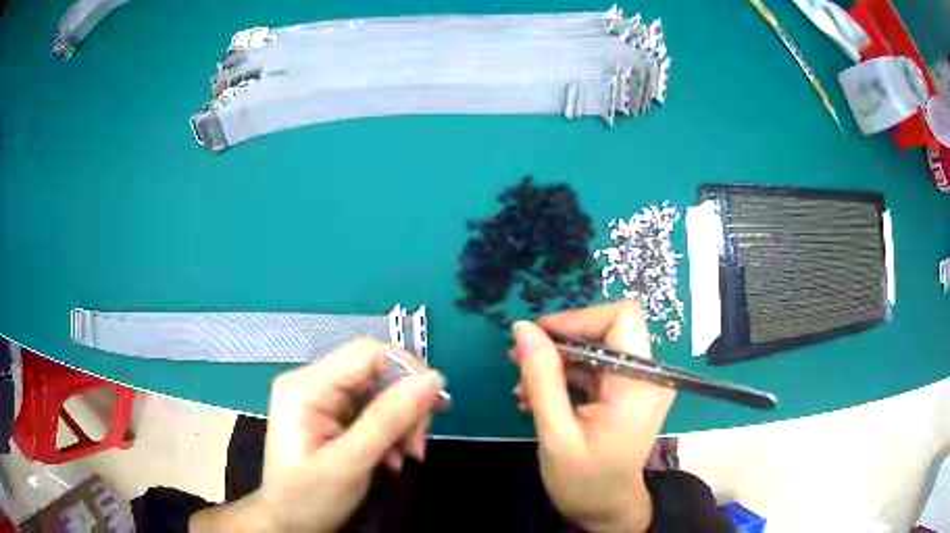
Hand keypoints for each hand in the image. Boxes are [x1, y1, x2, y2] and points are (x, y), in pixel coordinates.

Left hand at [191, 339, 444, 532]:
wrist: (289, 524)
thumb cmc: (309, 497)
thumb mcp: (350, 462)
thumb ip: (389, 419)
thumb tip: (434, 380)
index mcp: (306, 386)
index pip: (367, 353)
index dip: (407, 372)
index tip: (435, 409)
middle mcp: (313, 383)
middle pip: (377, 373)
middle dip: (406, 407)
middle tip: (417, 447)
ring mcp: (322, 399)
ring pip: (380, 393)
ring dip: (402, 424)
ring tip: (408, 456)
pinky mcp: (333, 416)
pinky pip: (374, 411)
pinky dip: (391, 432)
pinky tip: (393, 458)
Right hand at [510, 302, 674, 532]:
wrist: (605, 508)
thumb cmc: (584, 480)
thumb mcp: (556, 434)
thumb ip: (542, 379)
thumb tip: (523, 328)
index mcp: (640, 384)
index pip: (622, 318)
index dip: (579, 319)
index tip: (538, 338)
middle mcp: (647, 375)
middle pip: (607, 329)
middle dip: (561, 340)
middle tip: (519, 359)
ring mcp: (638, 383)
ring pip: (597, 346)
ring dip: (557, 360)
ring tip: (522, 387)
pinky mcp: (627, 392)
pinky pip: (595, 367)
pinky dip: (565, 375)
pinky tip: (536, 396)